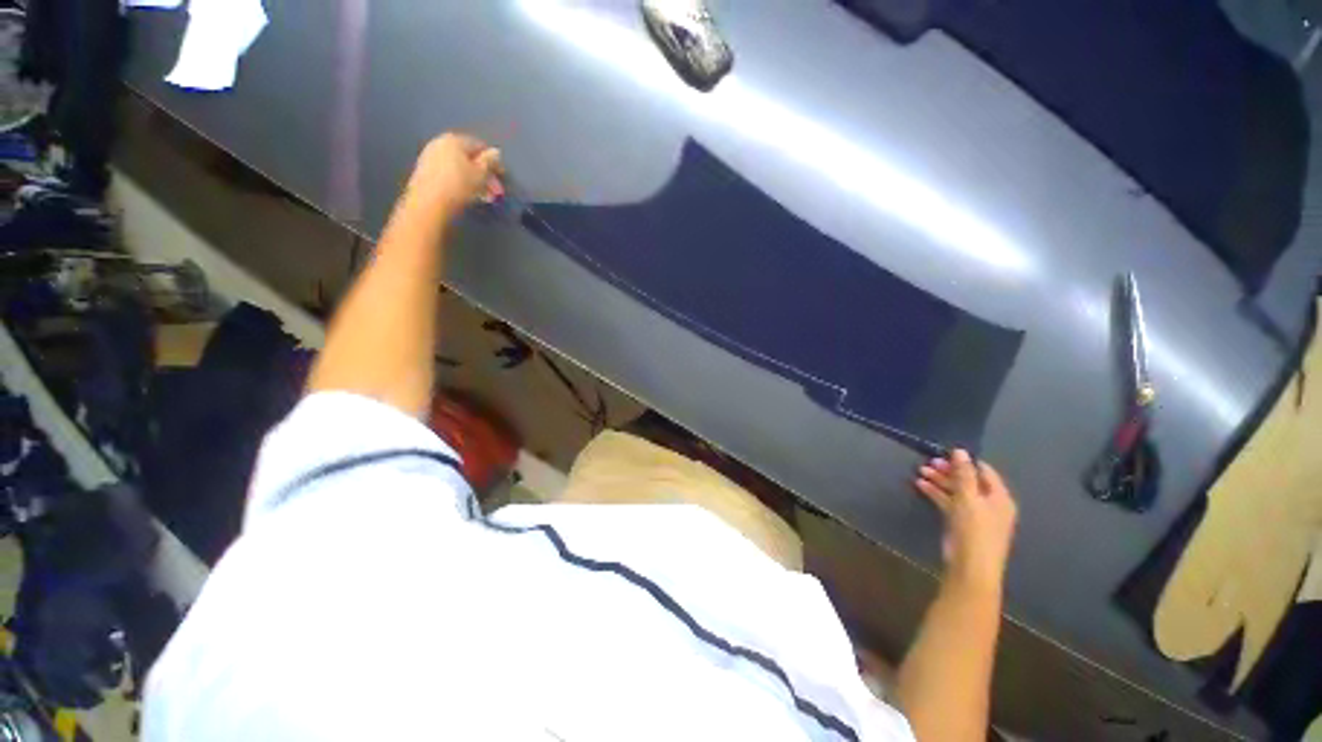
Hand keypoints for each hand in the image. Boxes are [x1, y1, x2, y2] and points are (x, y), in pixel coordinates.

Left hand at [405, 132, 504, 218]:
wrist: (429, 202)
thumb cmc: (459, 185)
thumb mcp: (481, 174)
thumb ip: (490, 161)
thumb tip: (495, 152)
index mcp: (454, 140)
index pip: (479, 146)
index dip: (493, 161)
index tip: (501, 176)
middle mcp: (440, 143)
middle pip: (468, 158)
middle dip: (483, 174)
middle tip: (495, 191)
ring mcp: (430, 157)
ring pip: (459, 167)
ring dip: (474, 181)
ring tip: (484, 196)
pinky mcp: (425, 172)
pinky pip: (449, 174)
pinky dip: (461, 182)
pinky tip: (468, 195)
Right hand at [915, 450, 1017, 592]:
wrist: (971, 566)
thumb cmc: (975, 530)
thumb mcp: (969, 498)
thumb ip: (964, 474)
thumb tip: (960, 451)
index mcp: (999, 497)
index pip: (984, 472)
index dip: (966, 461)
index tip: (946, 453)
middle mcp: (989, 504)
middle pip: (969, 481)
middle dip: (949, 471)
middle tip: (929, 462)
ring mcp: (975, 514)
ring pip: (957, 491)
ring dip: (940, 481)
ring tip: (921, 471)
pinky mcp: (961, 523)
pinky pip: (949, 502)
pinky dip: (936, 493)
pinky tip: (920, 485)